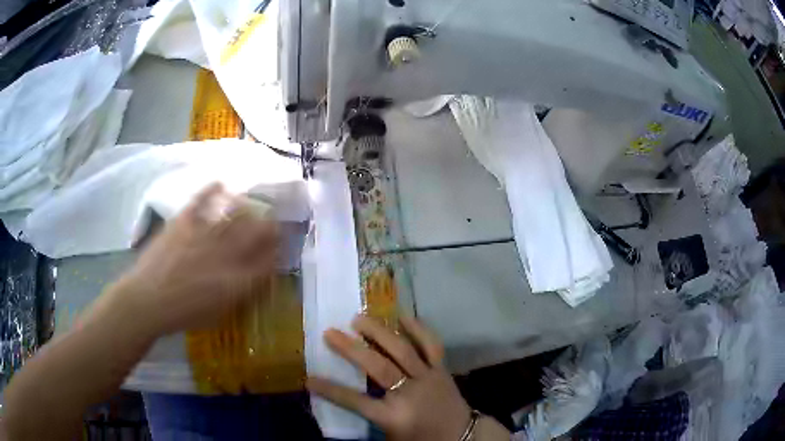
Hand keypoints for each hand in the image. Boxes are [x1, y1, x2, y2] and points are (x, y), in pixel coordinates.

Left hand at [107, 183, 278, 337]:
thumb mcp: (218, 314)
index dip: (276, 251)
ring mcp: (204, 234)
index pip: (266, 261)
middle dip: (269, 226)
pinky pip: (201, 200)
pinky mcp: (184, 222)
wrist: (147, 300)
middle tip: (273, 221)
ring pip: (234, 214)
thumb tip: (253, 279)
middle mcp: (225, 253)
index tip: (278, 247)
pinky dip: (212, 190)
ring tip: (251, 205)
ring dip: (247, 208)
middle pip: (256, 232)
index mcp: (235, 280)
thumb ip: (238, 295)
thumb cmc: (183, 314)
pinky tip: (220, 184)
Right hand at [307, 316, 478, 440]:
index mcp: (395, 416)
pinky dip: (418, 328)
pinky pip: (431, 344)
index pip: (357, 402)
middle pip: (379, 368)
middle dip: (352, 350)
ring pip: (403, 350)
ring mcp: (428, 377)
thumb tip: (341, 404)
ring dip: (379, 332)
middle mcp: (410, 393)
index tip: (309, 378)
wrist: (462, 436)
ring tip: (358, 318)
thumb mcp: (390, 437)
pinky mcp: (442, 369)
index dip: (332, 390)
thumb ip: (367, 420)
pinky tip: (402, 315)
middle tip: (330, 333)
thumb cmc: (421, 439)